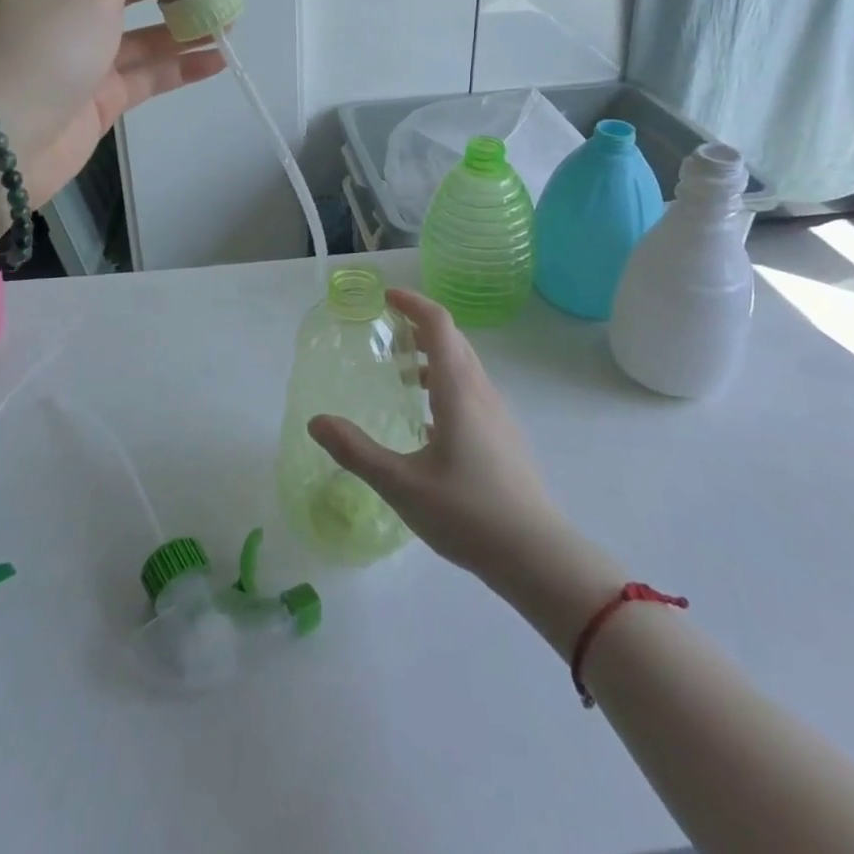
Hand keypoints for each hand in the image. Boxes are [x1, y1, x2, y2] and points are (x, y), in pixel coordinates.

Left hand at [0, 0, 228, 205]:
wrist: (4, 148)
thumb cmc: (45, 55)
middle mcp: (70, 8)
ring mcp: (88, 55)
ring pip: (144, 32)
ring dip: (184, 23)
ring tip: (231, 15)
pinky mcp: (103, 95)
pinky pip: (148, 73)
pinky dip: (180, 66)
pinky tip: (218, 58)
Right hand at [309, 288, 572, 581]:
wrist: (537, 556)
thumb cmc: (467, 513)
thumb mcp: (401, 484)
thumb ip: (356, 451)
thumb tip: (316, 422)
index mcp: (458, 389)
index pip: (438, 324)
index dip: (412, 303)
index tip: (385, 298)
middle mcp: (481, 391)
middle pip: (452, 340)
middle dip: (418, 327)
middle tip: (384, 334)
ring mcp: (498, 414)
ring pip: (464, 366)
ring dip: (432, 357)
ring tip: (400, 375)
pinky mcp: (504, 436)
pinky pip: (472, 390)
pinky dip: (445, 383)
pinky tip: (428, 421)